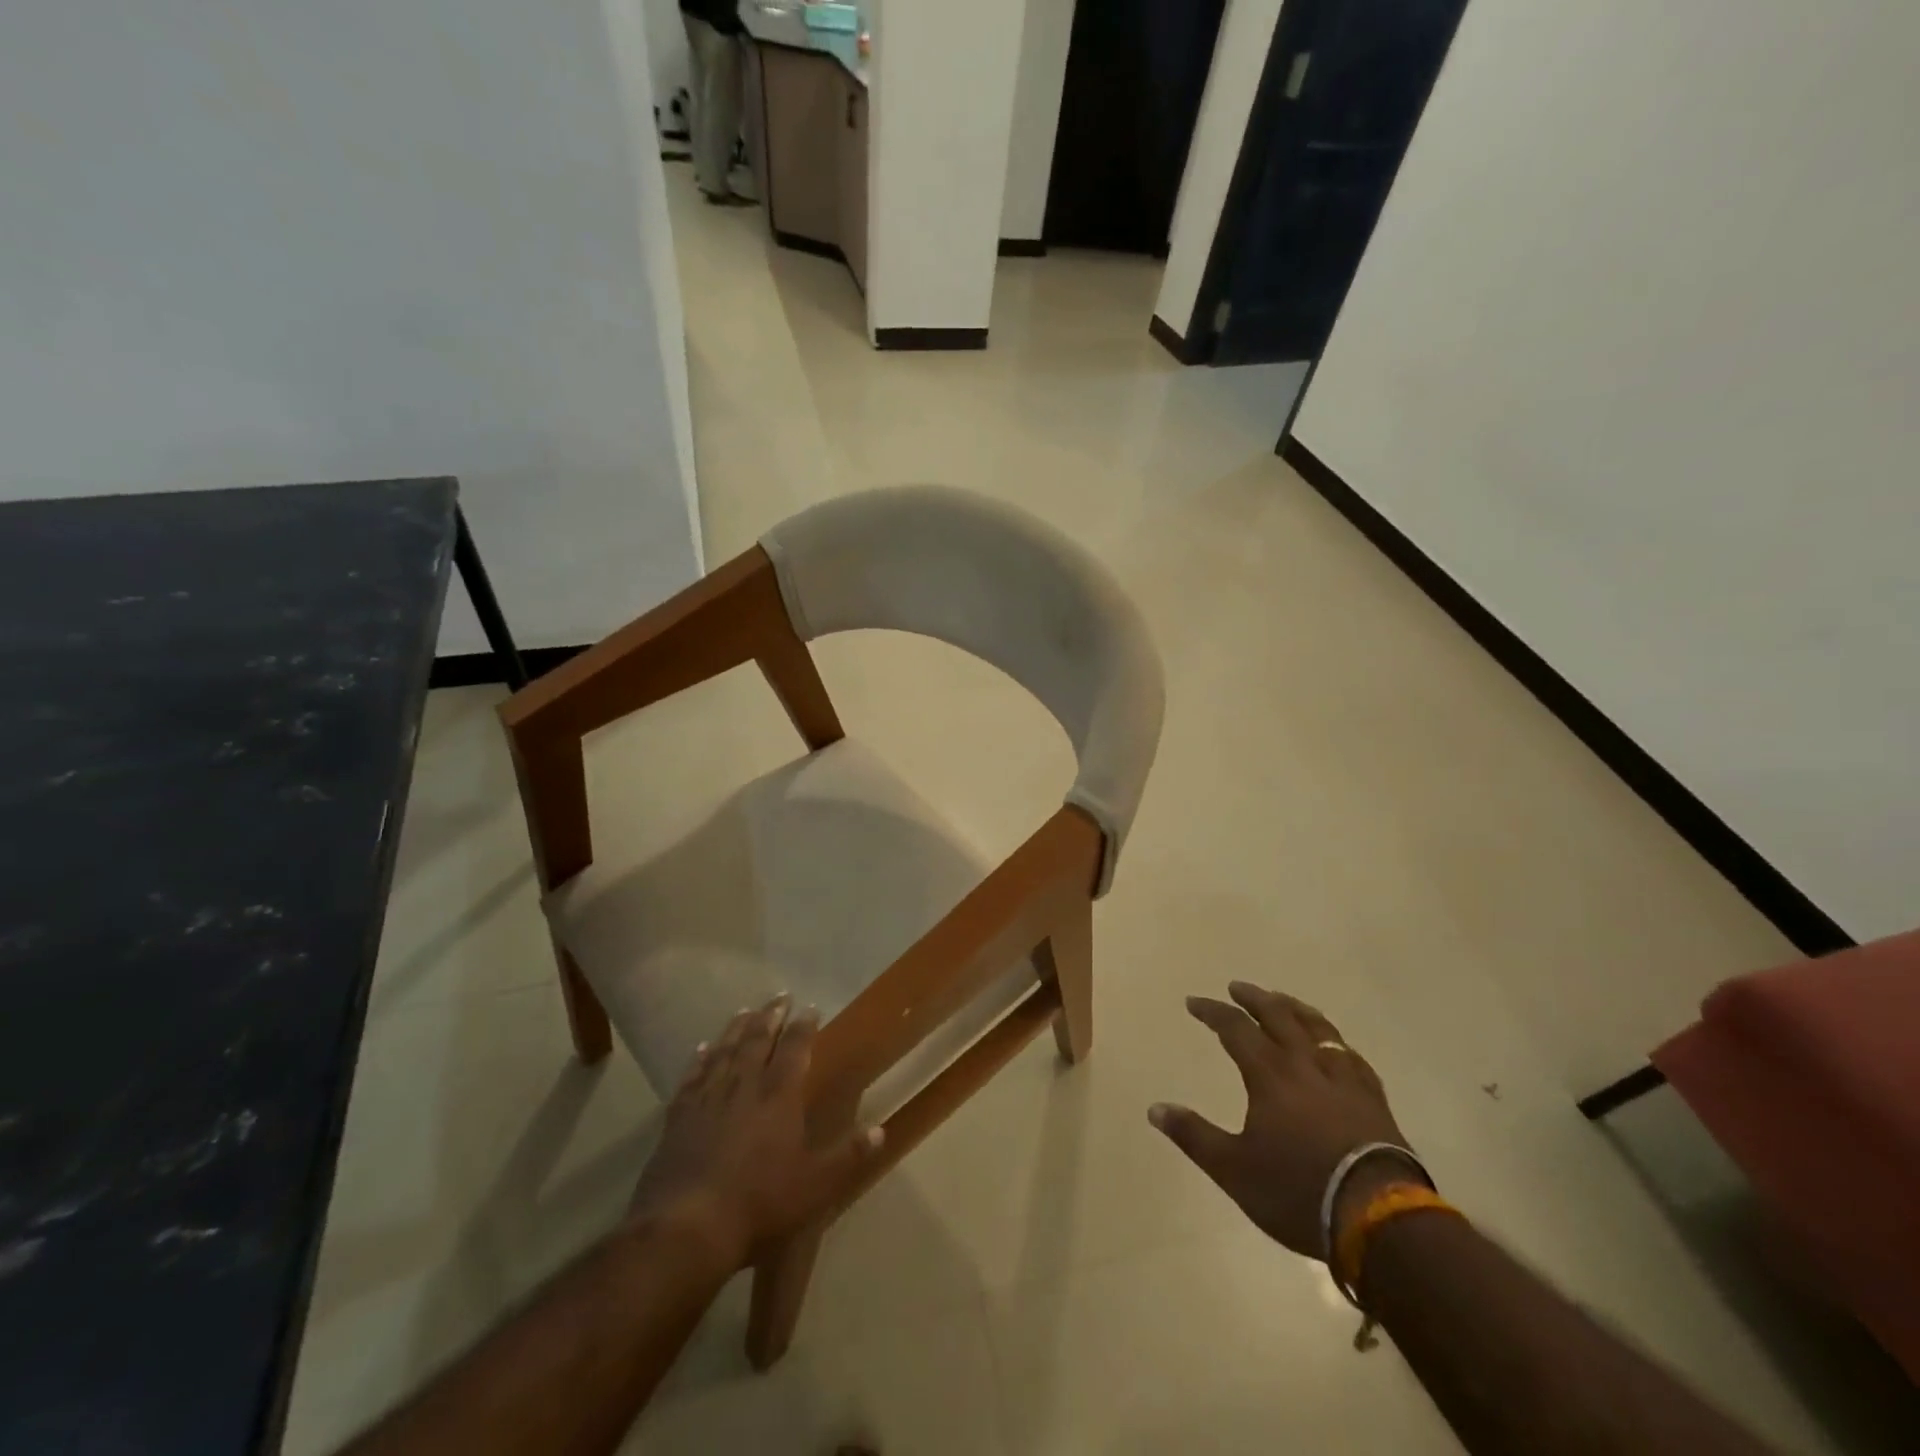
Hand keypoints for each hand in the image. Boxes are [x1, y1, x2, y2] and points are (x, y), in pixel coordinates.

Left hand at [629, 994, 882, 1267]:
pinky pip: (692, 1076)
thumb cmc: (759, 1203)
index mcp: (779, 1096)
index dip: (804, 1026)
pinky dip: (699, 1059)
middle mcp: (744, 1085)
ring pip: (725, 1050)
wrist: (686, 1226)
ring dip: (737, 1028)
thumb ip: (848, 1155)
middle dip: (771, 1016)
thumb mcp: (815, 1185)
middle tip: (780, 996)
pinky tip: (701, 1048)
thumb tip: (881, 1129)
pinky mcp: (679, 1116)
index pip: (795, 1048)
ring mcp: (708, 1097)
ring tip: (745, 1010)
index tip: (811, 1007)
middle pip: (758, 1039)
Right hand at [1148, 981, 1411, 1258]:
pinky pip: (1350, 1054)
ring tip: (1282, 1000)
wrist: (1379, 1219)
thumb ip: (1194, 1135)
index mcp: (1270, 1074)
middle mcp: (1306, 1065)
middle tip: (1237, 987)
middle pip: (1279, 1016)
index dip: (1213, 1012)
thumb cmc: (1298, 1191)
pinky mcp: (1373, 1099)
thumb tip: (1155, 1109)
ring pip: (1318, 1028)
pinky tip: (1334, 1044)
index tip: (1194, 1002)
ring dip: (1295, 1008)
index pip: (1236, 1029)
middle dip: (1254, 998)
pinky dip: (1333, 1040)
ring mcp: (1344, 1079)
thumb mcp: (1234, 1169)